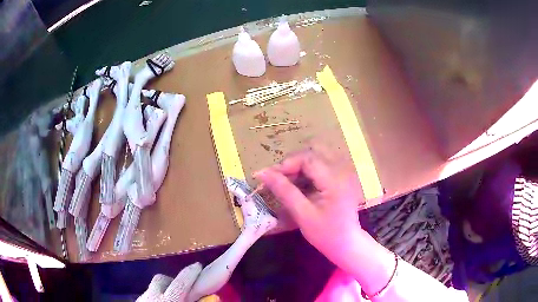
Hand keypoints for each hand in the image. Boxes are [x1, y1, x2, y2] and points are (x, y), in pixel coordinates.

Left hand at [137, 262, 201, 301]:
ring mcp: (142, 297)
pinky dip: (154, 296)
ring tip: (170, 298)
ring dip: (162, 289)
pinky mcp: (136, 300)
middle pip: (161, 279)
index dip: (190, 274)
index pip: (180, 283)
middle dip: (172, 280)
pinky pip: (146, 294)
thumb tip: (213, 296)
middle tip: (181, 288)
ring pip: (152, 286)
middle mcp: (152, 295)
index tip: (198, 265)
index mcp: (168, 299)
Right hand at [254, 145, 365, 264]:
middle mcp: (341, 171)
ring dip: (299, 165)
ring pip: (316, 156)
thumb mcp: (302, 214)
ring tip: (286, 182)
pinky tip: (299, 185)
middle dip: (292, 163)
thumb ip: (284, 191)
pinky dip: (307, 171)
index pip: (307, 158)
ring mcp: (343, 173)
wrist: (347, 244)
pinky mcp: (341, 178)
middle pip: (312, 152)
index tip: (268, 176)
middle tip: (278, 179)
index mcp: (334, 180)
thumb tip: (263, 173)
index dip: (286, 164)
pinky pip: (321, 165)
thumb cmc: (326, 234)